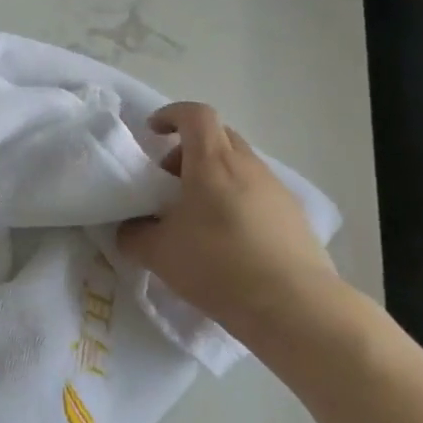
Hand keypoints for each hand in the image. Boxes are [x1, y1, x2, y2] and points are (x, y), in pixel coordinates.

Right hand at [117, 103, 346, 344]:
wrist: (293, 307)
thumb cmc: (218, 266)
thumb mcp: (158, 253)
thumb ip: (134, 235)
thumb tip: (129, 229)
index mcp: (212, 162)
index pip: (195, 115)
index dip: (172, 115)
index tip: (153, 132)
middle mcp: (247, 166)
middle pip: (219, 136)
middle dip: (189, 149)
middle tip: (169, 179)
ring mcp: (275, 189)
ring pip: (239, 165)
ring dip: (214, 176)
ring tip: (196, 215)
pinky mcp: (293, 216)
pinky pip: (257, 192)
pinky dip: (236, 199)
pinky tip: (227, 238)